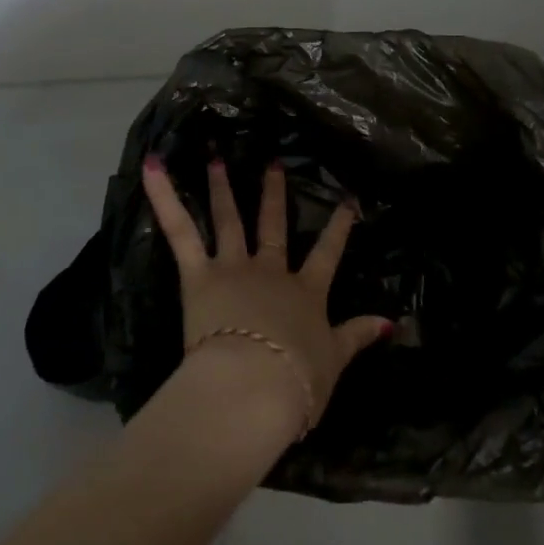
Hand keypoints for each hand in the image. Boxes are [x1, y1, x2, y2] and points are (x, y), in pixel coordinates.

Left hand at [143, 155, 389, 435]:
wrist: (255, 385)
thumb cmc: (295, 382)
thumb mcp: (334, 362)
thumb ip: (358, 336)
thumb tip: (391, 321)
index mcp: (305, 293)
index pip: (327, 253)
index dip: (339, 227)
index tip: (347, 200)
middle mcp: (270, 271)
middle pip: (273, 226)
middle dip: (274, 194)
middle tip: (272, 163)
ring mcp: (234, 268)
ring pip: (228, 220)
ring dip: (221, 188)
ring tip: (215, 158)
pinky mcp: (200, 275)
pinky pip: (180, 231)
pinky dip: (164, 197)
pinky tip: (152, 167)